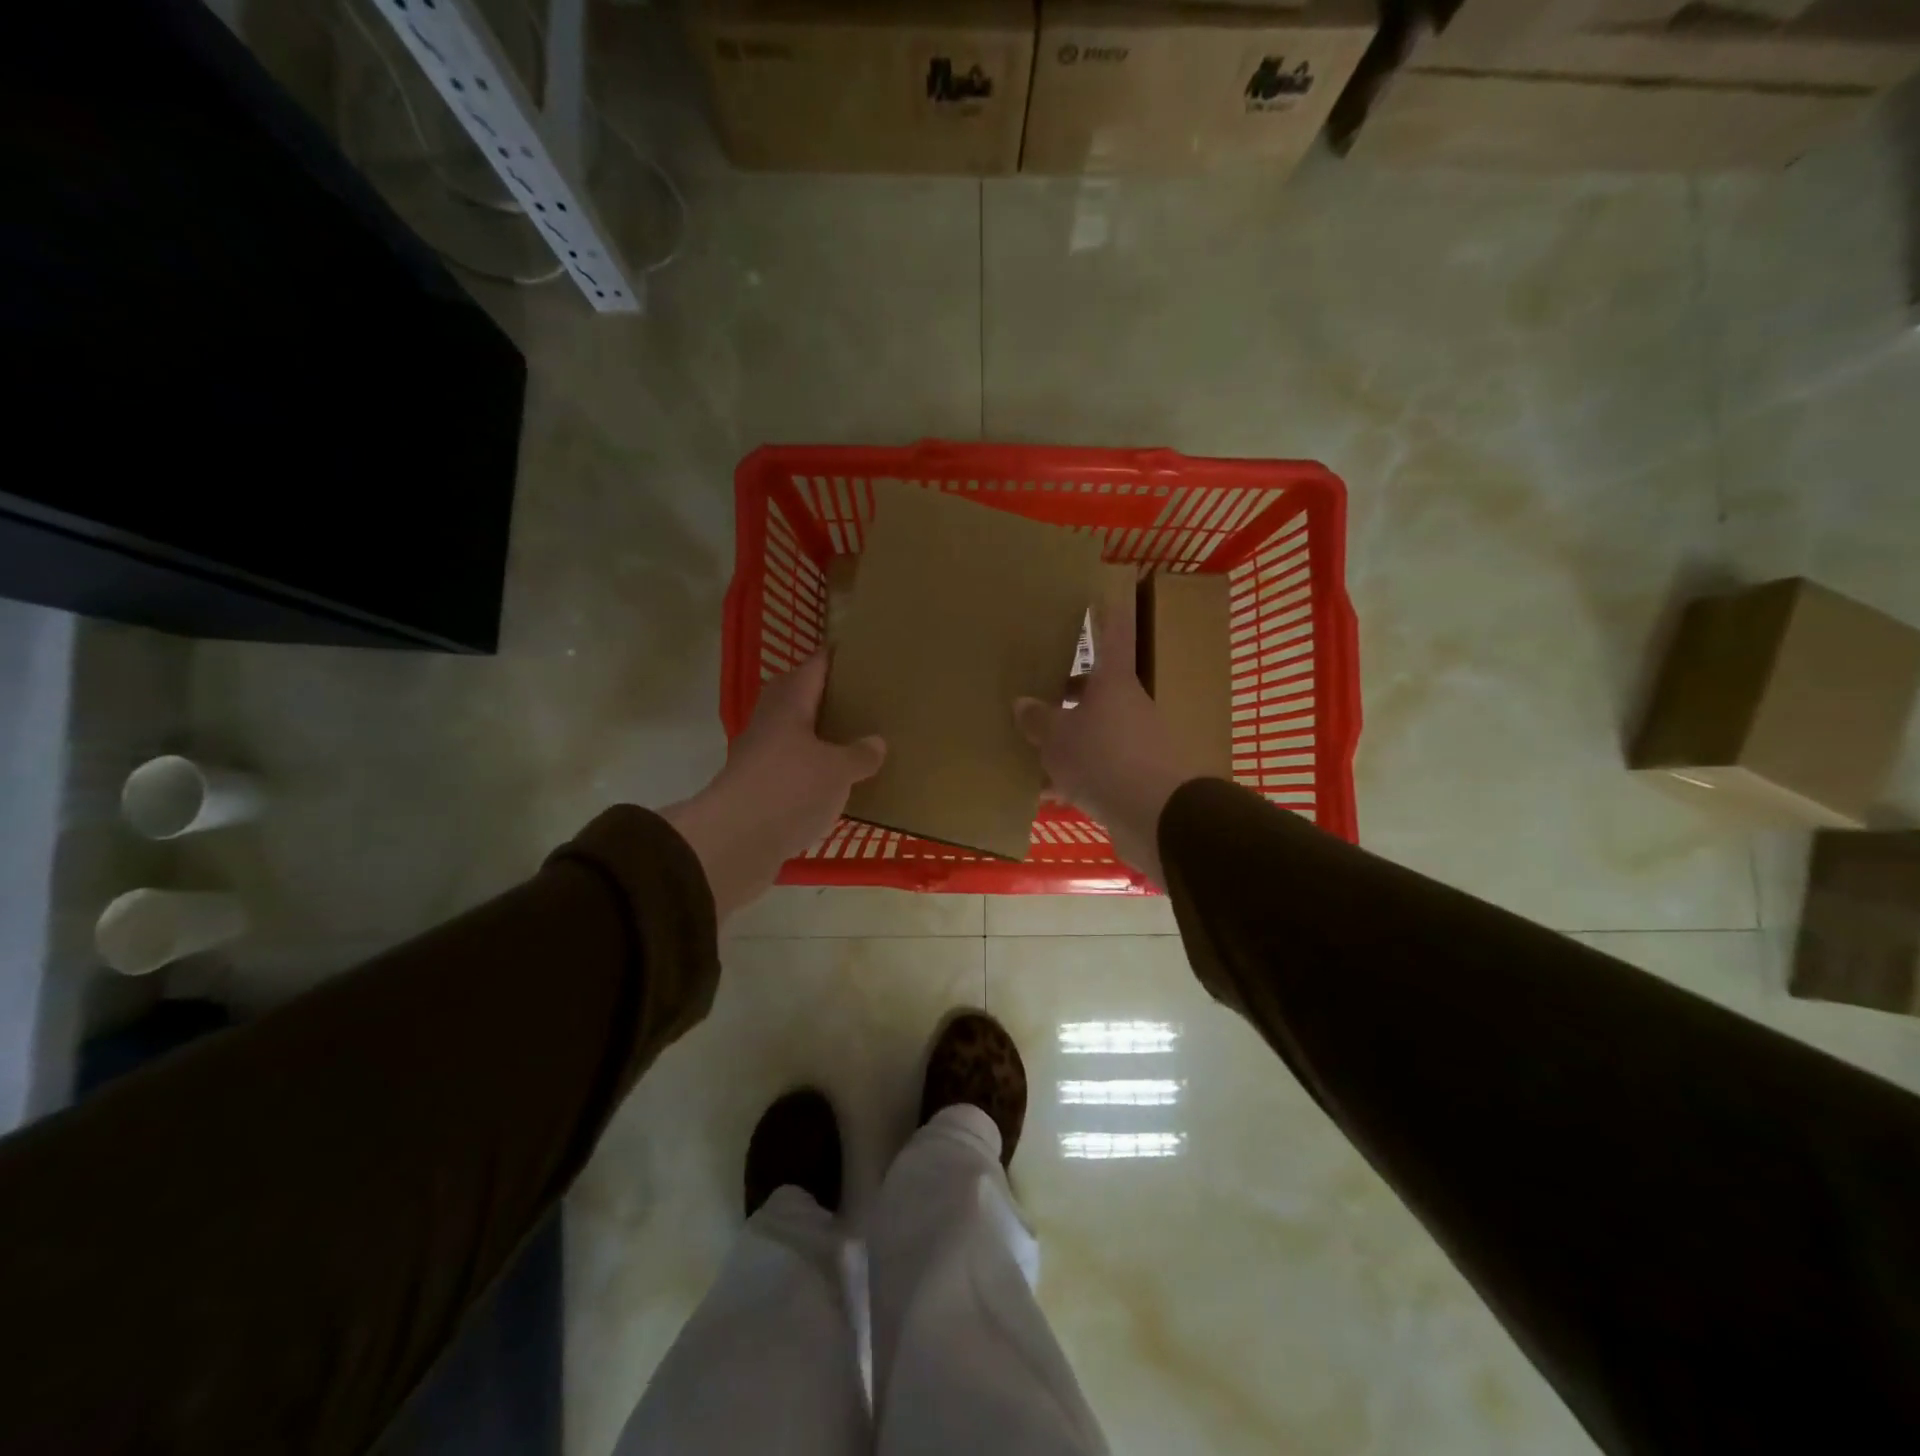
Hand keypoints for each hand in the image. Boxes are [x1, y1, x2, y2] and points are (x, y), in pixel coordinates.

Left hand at [665, 654, 884, 921]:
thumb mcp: (838, 771)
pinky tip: (836, 782)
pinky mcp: (758, 789)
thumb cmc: (789, 790)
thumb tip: (876, 742)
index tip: (859, 651)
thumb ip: (860, 754)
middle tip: (863, 698)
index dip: (835, 656)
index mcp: (789, 704)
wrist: (734, 843)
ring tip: (855, 739)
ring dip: (819, 735)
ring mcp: (760, 757)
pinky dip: (812, 769)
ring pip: (794, 735)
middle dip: (827, 696)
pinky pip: (791, 769)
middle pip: (799, 698)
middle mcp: (770, 723)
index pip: (814, 666)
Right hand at [1014, 585, 1198, 887]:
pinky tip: (1047, 795)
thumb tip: (1023, 703)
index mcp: (1113, 682)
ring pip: (1095, 732)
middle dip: (1066, 694)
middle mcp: (1129, 706)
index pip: (1113, 633)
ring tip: (1028, 753)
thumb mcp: (1058, 738)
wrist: (1157, 816)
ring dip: (1067, 741)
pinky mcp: (1137, 778)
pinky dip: (1075, 777)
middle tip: (1033, 698)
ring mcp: (1136, 742)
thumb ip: (1039, 720)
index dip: (1105, 611)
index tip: (1096, 592)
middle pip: (1097, 690)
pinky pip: (1099, 769)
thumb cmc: (1103, 759)